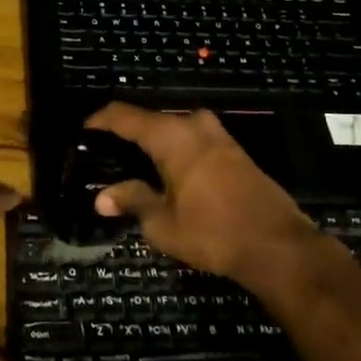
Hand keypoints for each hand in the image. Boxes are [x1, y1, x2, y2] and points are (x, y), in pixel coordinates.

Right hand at [86, 104, 321, 290]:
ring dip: (153, 142)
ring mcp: (218, 135)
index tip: (82, 130)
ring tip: (132, 163)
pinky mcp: (234, 150)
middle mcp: (193, 125)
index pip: (124, 115)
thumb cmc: (213, 232)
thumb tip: (102, 196)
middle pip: (150, 120)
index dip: (100, 120)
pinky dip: (175, 150)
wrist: (278, 245)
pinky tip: (167, 172)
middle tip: (105, 153)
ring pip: (174, 129)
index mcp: (171, 135)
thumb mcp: (163, 223)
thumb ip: (132, 201)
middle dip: (127, 133)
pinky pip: (193, 140)